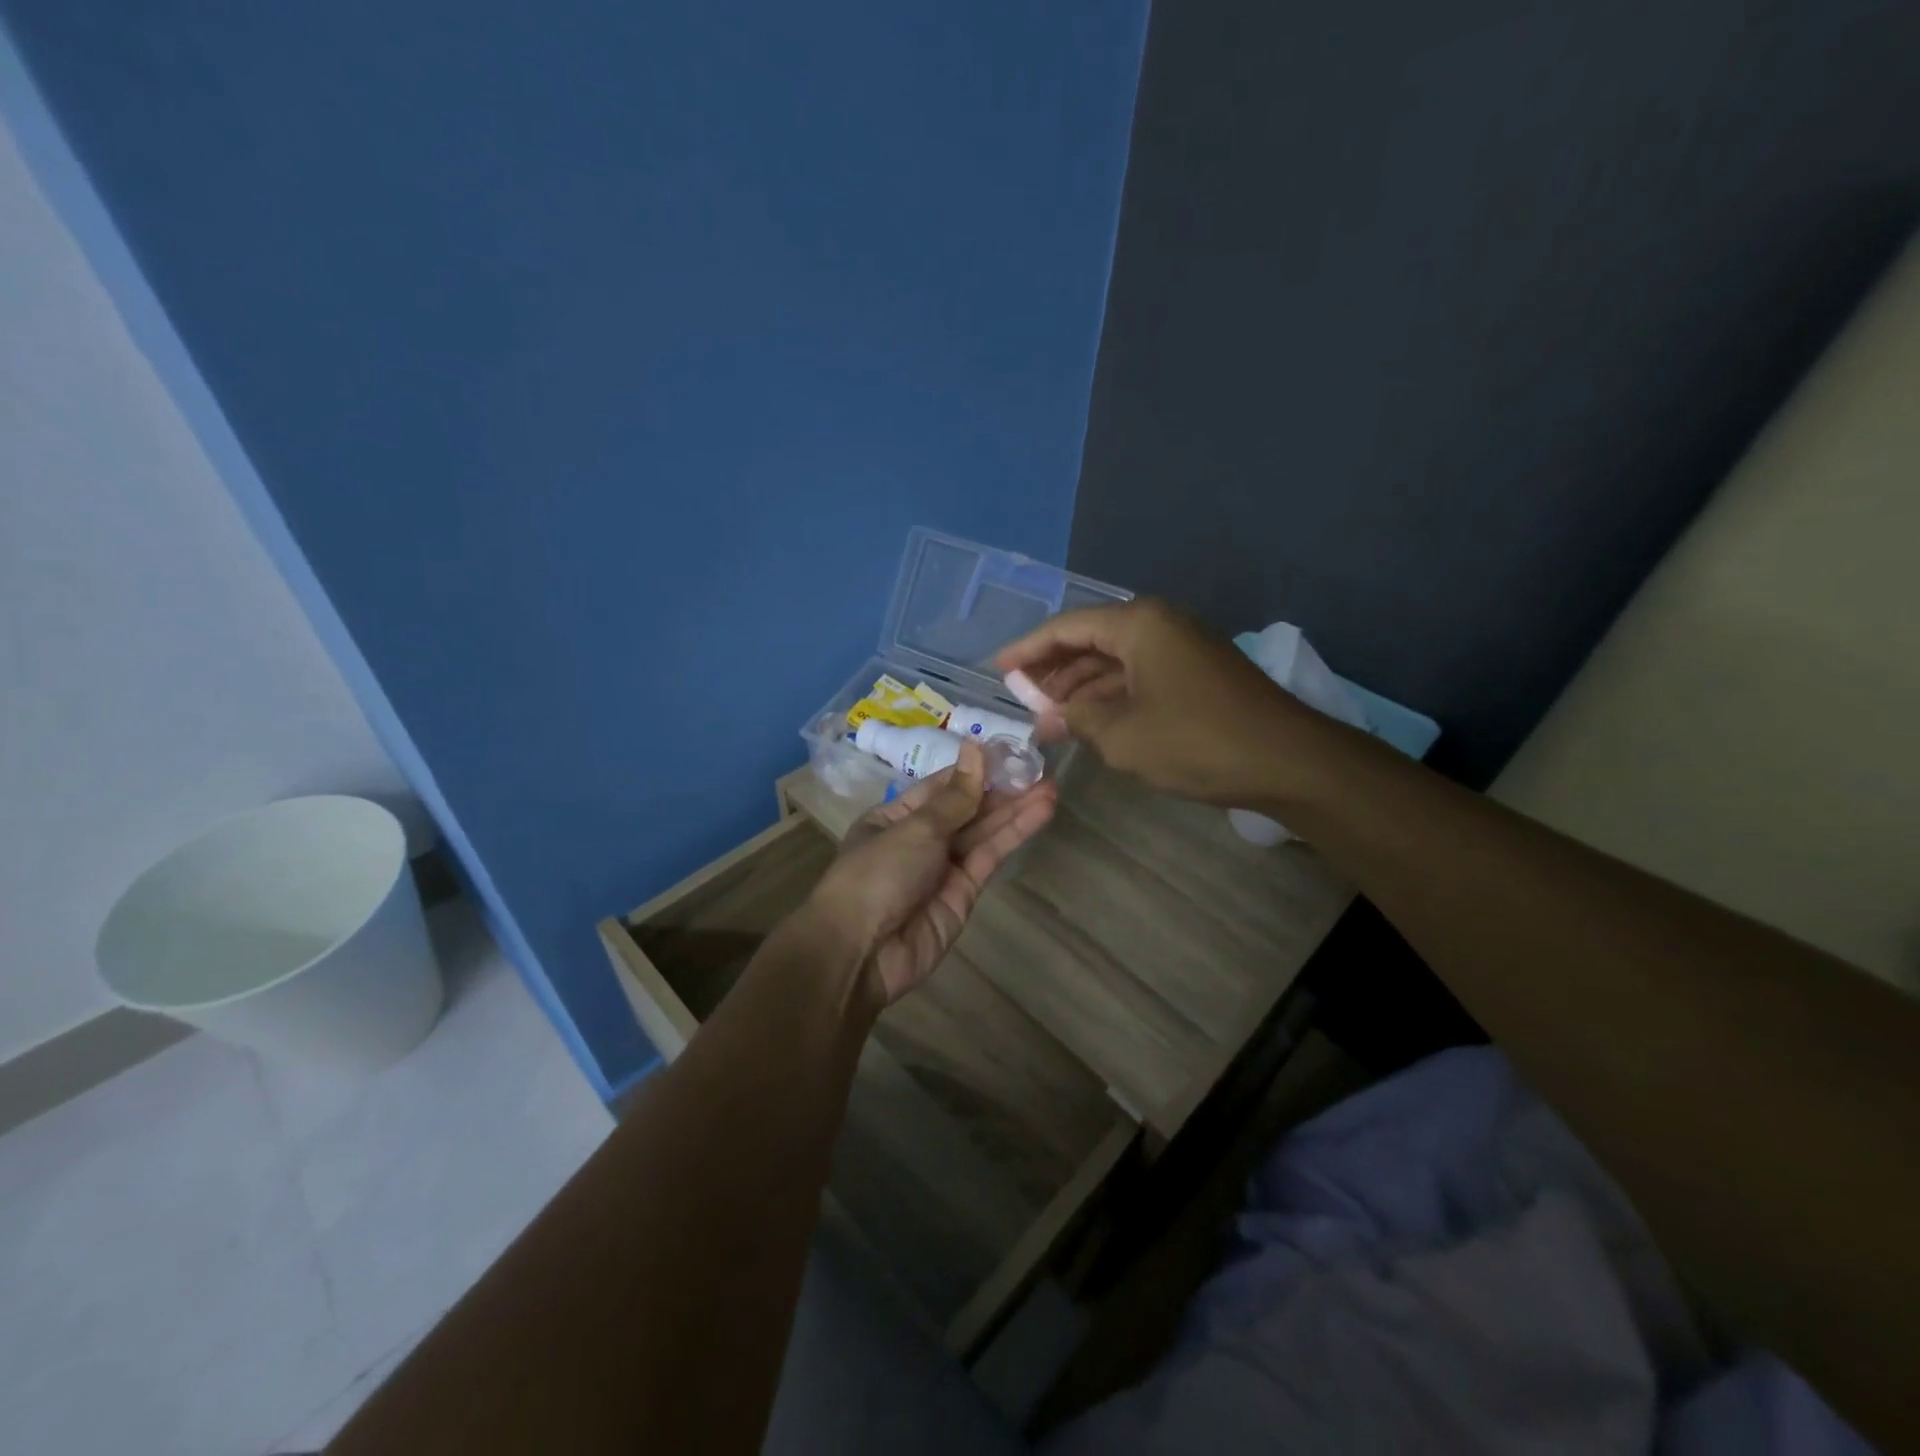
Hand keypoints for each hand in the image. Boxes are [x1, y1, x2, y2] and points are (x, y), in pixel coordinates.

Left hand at [809, 741, 1056, 1005]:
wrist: (861, 953)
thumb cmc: (877, 875)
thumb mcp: (915, 828)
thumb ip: (955, 797)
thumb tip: (975, 748)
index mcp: (895, 817)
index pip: (941, 787)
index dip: (975, 769)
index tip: (1009, 752)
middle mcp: (920, 840)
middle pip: (966, 809)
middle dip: (1001, 790)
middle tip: (1041, 768)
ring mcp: (943, 868)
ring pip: (983, 832)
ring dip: (1015, 810)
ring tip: (1051, 786)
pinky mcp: (964, 894)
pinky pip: (990, 857)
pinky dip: (1014, 835)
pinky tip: (1039, 813)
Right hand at [996, 599, 1303, 805]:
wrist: (1287, 761)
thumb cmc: (1195, 741)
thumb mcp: (1121, 734)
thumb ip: (1075, 717)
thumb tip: (1048, 716)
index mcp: (1138, 624)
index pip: (1066, 628)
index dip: (1027, 650)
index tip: (997, 670)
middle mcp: (1159, 624)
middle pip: (1090, 640)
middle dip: (1054, 671)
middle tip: (1022, 699)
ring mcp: (1182, 648)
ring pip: (1115, 661)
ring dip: (1081, 688)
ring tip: (1049, 718)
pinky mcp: (1196, 674)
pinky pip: (1139, 676)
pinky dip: (1112, 697)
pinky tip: (1091, 722)